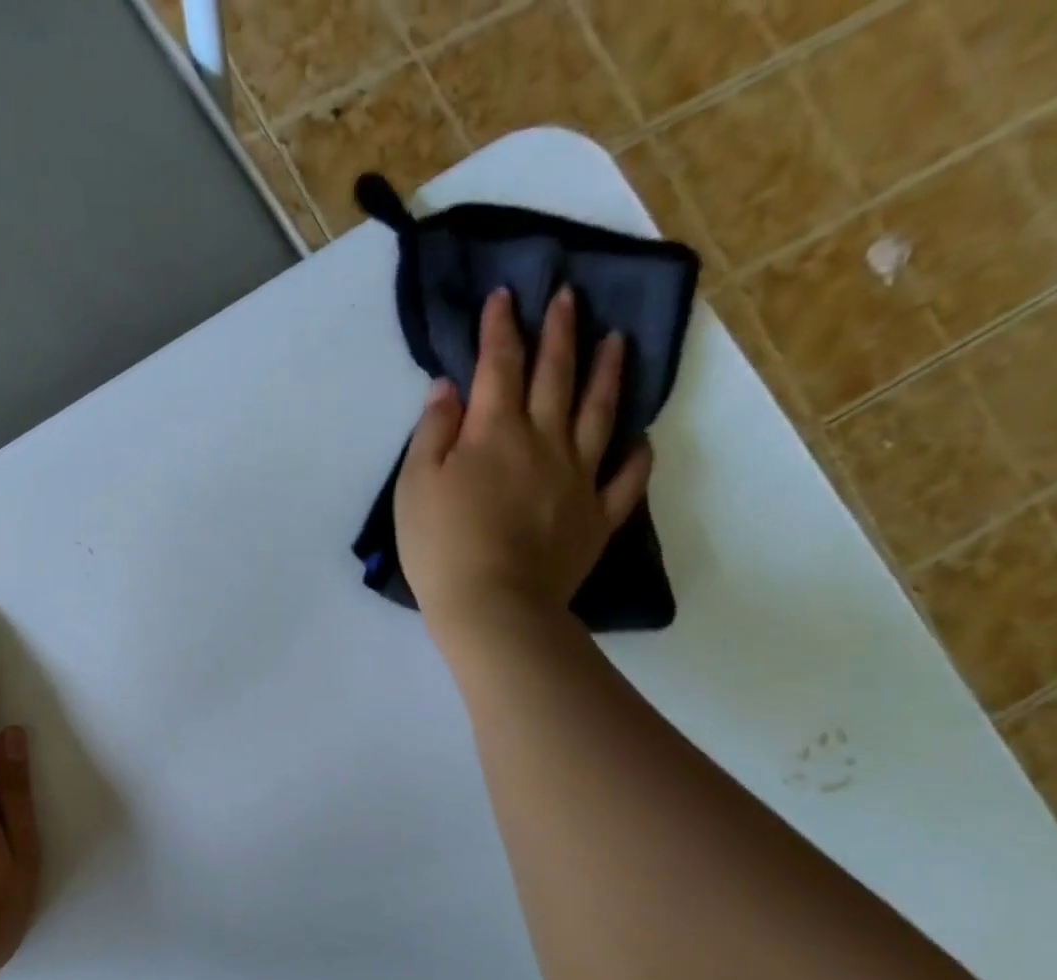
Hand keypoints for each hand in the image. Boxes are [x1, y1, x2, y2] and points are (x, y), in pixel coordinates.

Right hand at [393, 285, 652, 640]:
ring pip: (600, 413)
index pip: (499, 365)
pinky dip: (636, 455)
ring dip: (607, 373)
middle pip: (555, 376)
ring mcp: (578, 477)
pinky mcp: (596, 516)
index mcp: (494, 432)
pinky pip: (625, 478)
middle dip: (559, 332)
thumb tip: (448, 388)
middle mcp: (544, 441)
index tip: (505, 296)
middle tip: (569, 297)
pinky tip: (641, 439)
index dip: (501, 328)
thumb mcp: (415, 487)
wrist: (492, 606)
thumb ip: (432, 433)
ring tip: (617, 341)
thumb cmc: (441, 547)